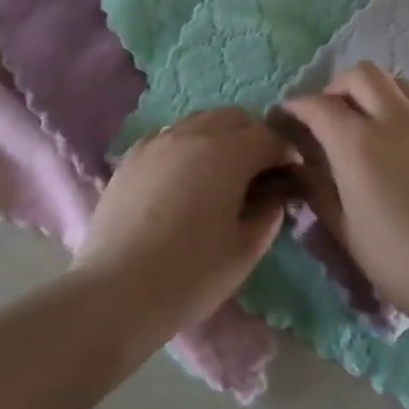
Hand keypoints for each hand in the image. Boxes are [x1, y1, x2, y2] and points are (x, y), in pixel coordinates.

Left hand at [74, 107, 299, 340]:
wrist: (116, 291)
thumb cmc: (190, 275)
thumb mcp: (244, 251)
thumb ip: (269, 214)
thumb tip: (275, 195)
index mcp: (227, 153)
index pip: (269, 137)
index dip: (286, 154)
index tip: (291, 178)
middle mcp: (193, 134)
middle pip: (236, 117)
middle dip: (255, 137)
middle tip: (260, 173)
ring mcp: (158, 141)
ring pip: (201, 120)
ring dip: (221, 136)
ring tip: (222, 173)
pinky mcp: (132, 156)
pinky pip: (170, 135)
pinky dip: (188, 145)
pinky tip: (184, 177)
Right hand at [284, 63, 408, 327]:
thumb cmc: (403, 262)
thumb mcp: (348, 233)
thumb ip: (320, 192)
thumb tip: (303, 168)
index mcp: (357, 142)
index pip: (318, 105)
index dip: (298, 106)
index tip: (289, 116)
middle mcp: (394, 118)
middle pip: (361, 74)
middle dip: (338, 87)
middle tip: (332, 114)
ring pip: (398, 82)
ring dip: (376, 93)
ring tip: (372, 123)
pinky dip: (408, 111)